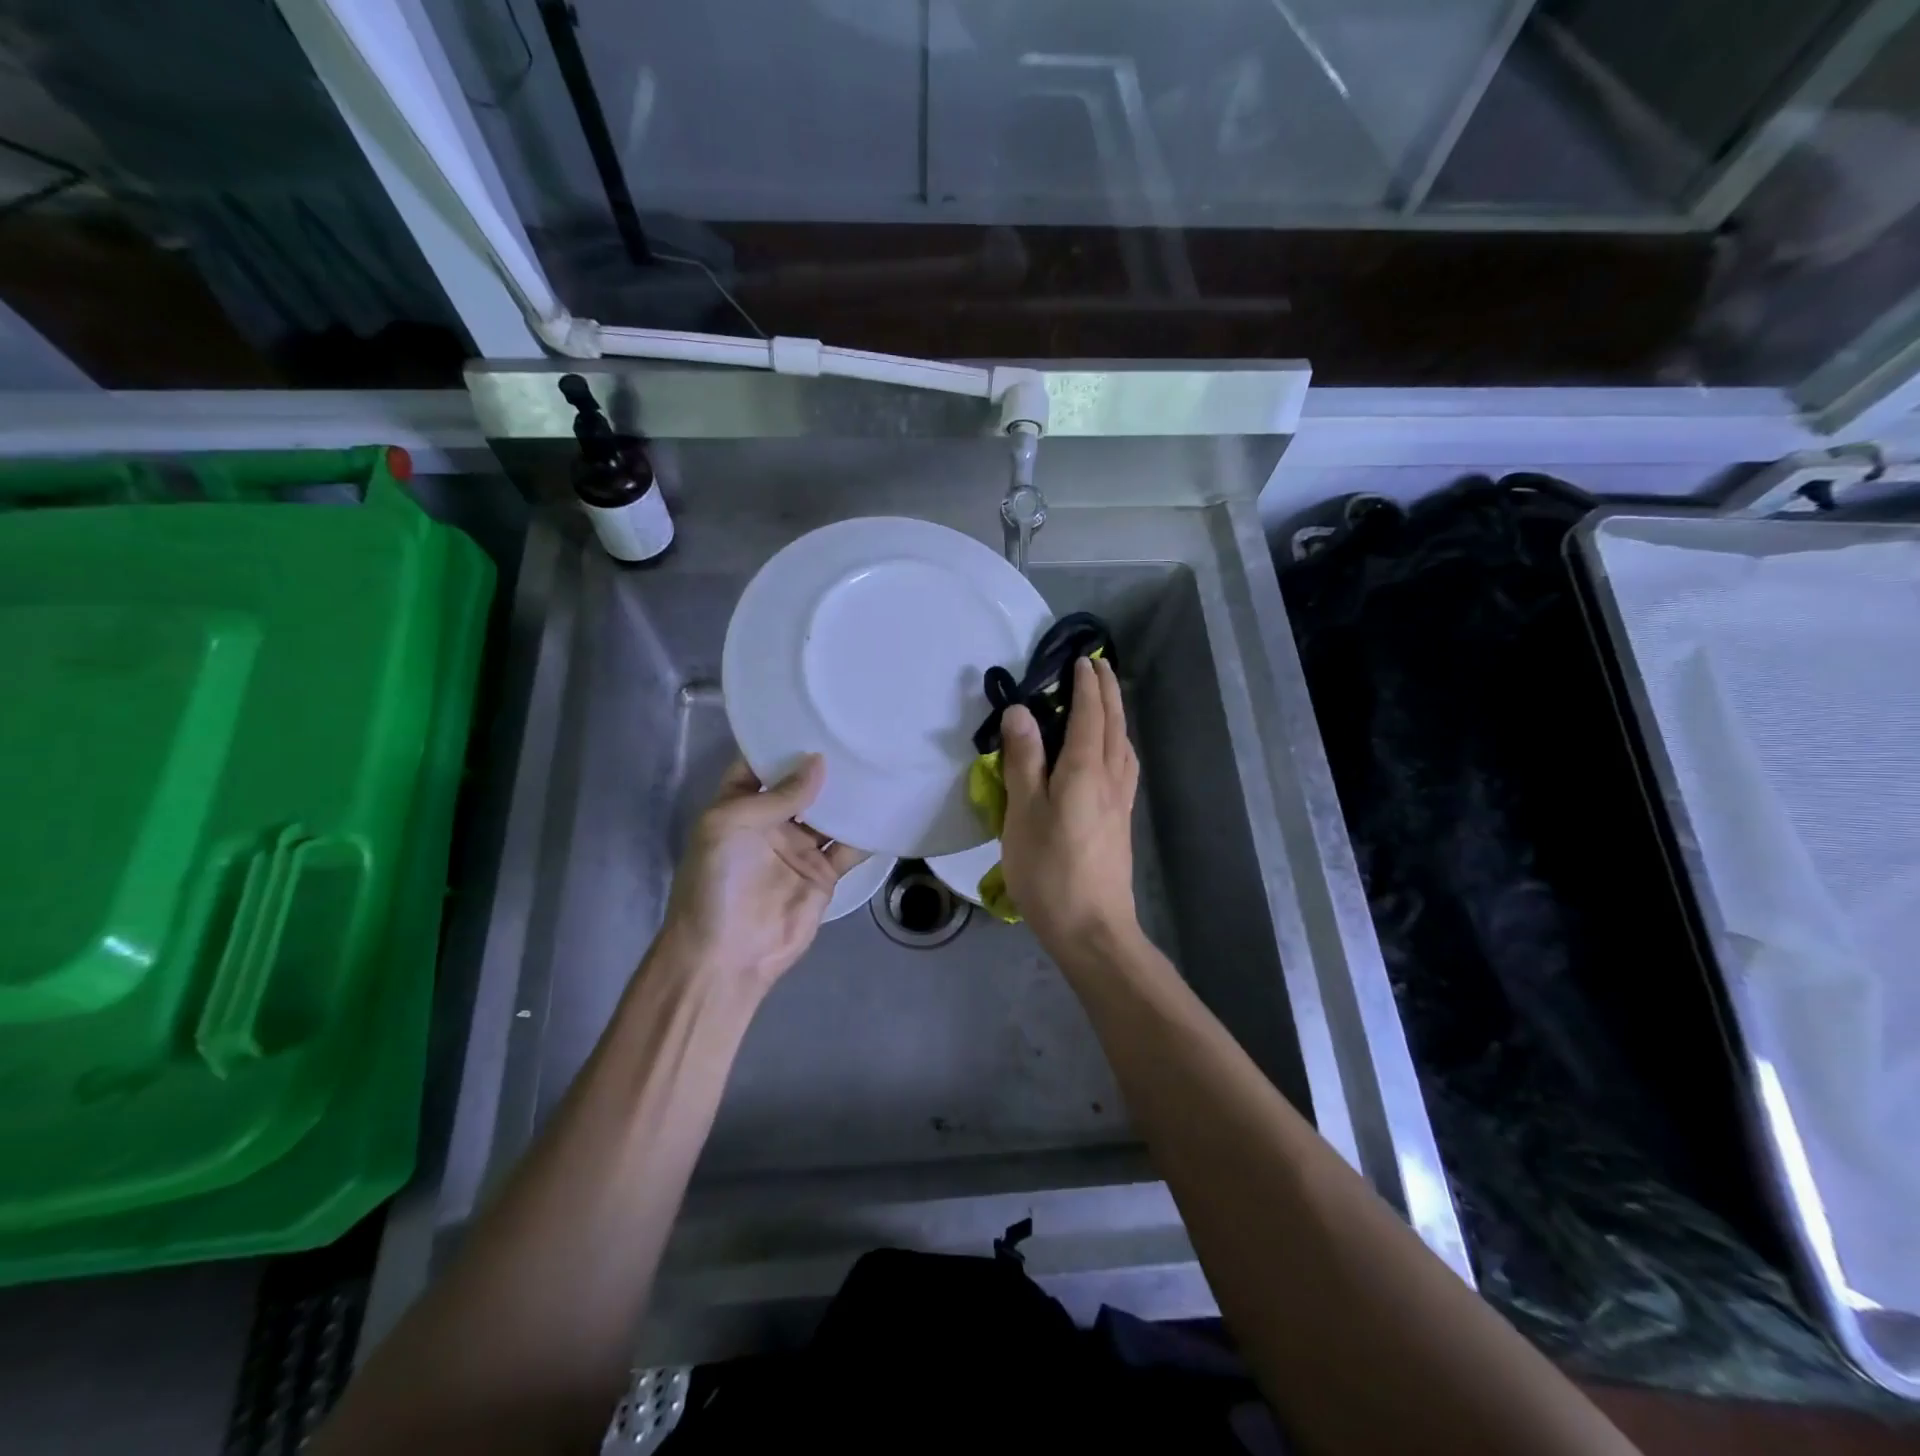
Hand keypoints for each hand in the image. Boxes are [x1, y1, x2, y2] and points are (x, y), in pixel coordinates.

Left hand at [657, 755, 867, 998]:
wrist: (727, 955)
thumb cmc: (716, 883)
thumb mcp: (730, 826)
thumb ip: (776, 795)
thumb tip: (819, 762)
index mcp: (738, 806)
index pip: (760, 765)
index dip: (781, 742)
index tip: (812, 715)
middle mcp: (770, 822)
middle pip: (802, 786)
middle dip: (824, 764)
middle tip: (857, 733)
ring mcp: (799, 849)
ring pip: (830, 813)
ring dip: (849, 794)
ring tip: (878, 761)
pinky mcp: (823, 874)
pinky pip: (849, 846)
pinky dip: (867, 831)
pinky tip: (888, 807)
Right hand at [999, 656, 1140, 955]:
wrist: (1092, 928)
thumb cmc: (1049, 871)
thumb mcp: (1024, 813)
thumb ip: (1024, 760)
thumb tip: (1021, 712)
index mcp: (1085, 769)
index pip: (1089, 714)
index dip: (1086, 685)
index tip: (1082, 659)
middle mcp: (1110, 777)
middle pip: (1113, 724)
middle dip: (1107, 691)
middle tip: (1099, 666)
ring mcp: (1120, 801)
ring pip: (1123, 744)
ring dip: (1116, 715)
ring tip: (1106, 702)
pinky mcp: (1121, 821)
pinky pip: (1124, 765)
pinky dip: (1119, 743)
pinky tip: (1112, 755)